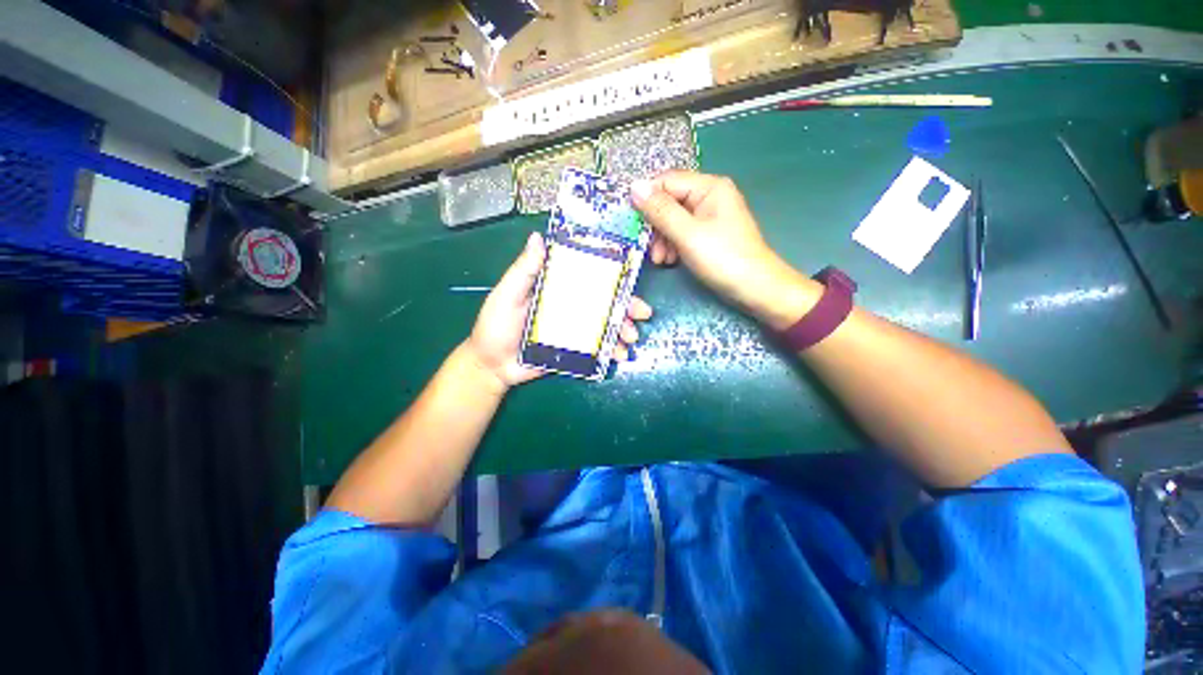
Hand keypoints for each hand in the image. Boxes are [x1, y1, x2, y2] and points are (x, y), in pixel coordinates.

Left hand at [465, 232, 654, 390]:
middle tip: (642, 313)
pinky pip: (598, 348)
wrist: (491, 367)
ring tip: (631, 338)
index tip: (630, 278)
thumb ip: (524, 271)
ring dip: (623, 329)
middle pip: (604, 302)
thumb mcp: (507, 295)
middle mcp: (569, 306)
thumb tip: (538, 237)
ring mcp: (574, 329)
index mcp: (556, 288)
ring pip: (605, 325)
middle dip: (626, 306)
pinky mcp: (575, 350)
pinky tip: (620, 355)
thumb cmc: (495, 326)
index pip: (588, 277)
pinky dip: (612, 350)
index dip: (611, 276)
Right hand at [631, 171, 818, 329]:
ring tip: (661, 260)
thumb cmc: (723, 258)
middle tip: (650, 249)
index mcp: (709, 187)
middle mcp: (709, 196)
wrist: (755, 288)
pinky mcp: (708, 234)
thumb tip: (634, 187)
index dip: (646, 199)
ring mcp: (709, 216)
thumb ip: (660, 211)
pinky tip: (670, 261)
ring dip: (662, 239)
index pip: (667, 181)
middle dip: (656, 226)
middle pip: (669, 202)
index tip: (631, 222)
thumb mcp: (688, 234)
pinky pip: (682, 233)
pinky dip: (672, 246)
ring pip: (673, 220)